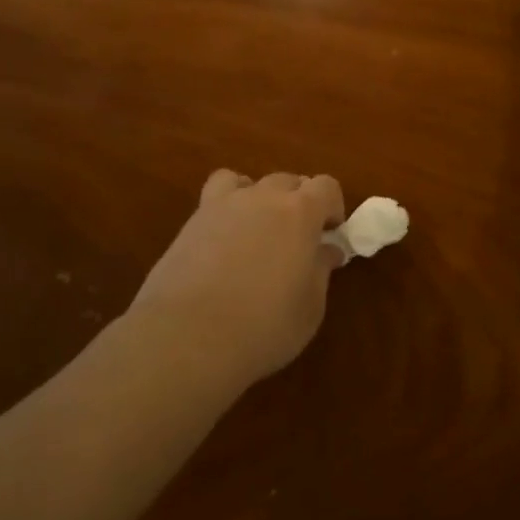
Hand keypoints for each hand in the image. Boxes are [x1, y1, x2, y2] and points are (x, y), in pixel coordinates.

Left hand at [130, 170, 345, 384]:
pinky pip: (215, 197)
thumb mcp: (309, 307)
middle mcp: (262, 197)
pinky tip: (225, 239)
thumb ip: (321, 271)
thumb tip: (327, 250)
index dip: (333, 207)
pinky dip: (226, 207)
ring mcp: (222, 206)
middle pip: (288, 181)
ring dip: (260, 197)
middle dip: (299, 202)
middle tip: (298, 240)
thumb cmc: (263, 326)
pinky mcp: (190, 223)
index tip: (331, 234)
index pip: (326, 186)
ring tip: (258, 231)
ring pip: (248, 181)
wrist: (186, 338)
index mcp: (300, 213)